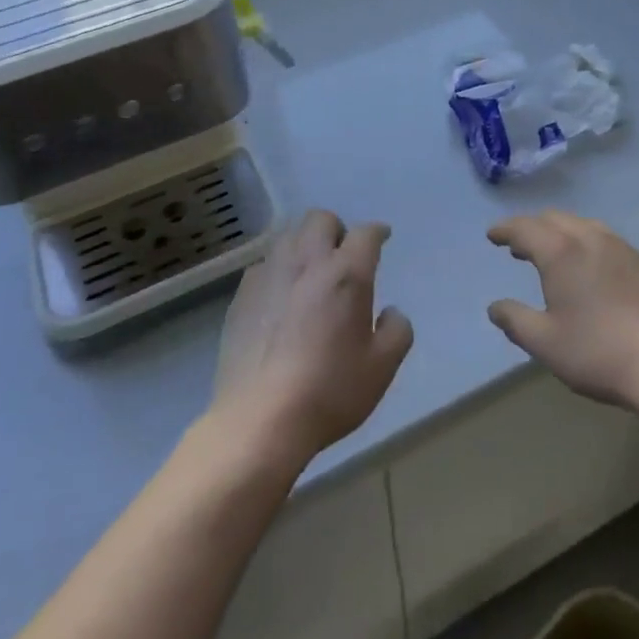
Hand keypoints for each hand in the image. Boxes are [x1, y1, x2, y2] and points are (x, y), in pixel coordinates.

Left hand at [211, 209, 413, 468]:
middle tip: (342, 255)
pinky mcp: (242, 295)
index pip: (366, 234)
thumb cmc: (329, 391)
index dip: (377, 232)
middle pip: (321, 219)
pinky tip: (280, 295)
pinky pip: (263, 264)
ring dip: (305, 243)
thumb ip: (397, 331)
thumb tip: (391, 312)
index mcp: (346, 274)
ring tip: (310, 270)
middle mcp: (307, 261)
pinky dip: (278, 268)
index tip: (382, 237)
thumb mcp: (381, 368)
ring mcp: (270, 275)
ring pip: (288, 235)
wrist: (260, 420)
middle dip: (337, 229)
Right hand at [487, 210, 638, 409]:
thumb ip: (515, 320)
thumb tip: (495, 307)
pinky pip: (606, 239)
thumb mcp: (546, 343)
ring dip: (560, 233)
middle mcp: (590, 238)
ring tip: (553, 255)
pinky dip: (586, 243)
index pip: (524, 227)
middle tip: (518, 247)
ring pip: (583, 225)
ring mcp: (622, 247)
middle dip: (532, 228)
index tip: (492, 235)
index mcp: (561, 252)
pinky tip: (590, 269)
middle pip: (554, 219)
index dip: (505, 229)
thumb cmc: (599, 353)